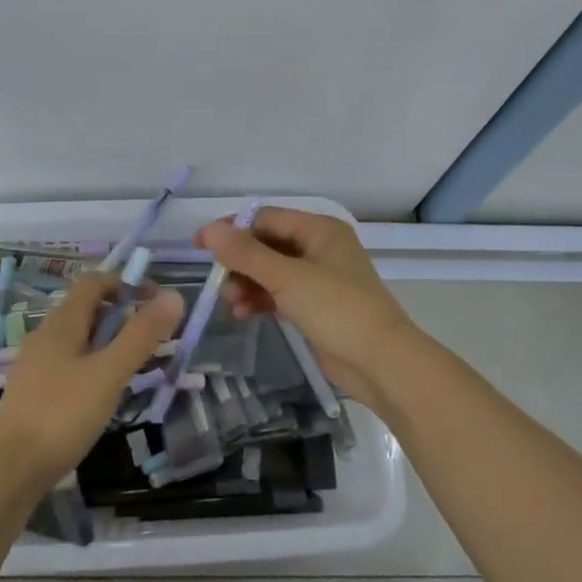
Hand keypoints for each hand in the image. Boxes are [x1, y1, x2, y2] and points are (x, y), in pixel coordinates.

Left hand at [0, 270, 184, 490]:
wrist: (9, 469)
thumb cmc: (62, 414)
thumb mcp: (109, 373)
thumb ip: (141, 335)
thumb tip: (174, 296)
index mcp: (62, 323)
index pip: (94, 282)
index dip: (126, 283)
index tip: (156, 302)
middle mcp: (46, 336)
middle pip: (86, 309)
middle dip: (122, 315)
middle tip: (152, 338)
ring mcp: (37, 365)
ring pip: (79, 338)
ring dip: (109, 342)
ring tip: (134, 366)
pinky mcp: (35, 392)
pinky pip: (70, 364)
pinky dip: (94, 365)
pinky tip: (105, 393)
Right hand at [196, 207, 412, 406]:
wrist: (381, 362)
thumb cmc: (337, 309)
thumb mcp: (287, 278)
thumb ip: (246, 254)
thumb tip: (208, 230)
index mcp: (319, 229)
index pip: (266, 218)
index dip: (232, 230)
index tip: (200, 247)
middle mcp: (319, 248)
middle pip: (267, 245)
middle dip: (240, 263)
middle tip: (218, 283)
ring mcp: (318, 278)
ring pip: (270, 272)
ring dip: (247, 284)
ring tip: (231, 303)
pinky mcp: (315, 306)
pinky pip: (279, 294)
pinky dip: (260, 300)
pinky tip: (242, 315)